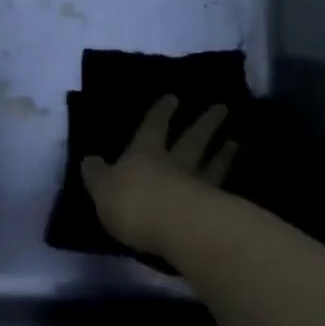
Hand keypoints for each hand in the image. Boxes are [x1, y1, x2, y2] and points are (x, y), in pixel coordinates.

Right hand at [81, 95, 237, 261]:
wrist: (178, 228)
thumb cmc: (134, 203)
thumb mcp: (102, 189)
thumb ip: (97, 175)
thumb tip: (89, 160)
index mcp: (144, 153)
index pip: (153, 126)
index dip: (161, 112)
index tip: (173, 97)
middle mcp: (174, 163)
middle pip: (191, 139)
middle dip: (204, 123)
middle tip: (221, 108)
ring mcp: (197, 184)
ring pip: (210, 162)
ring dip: (222, 152)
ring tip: (234, 141)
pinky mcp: (214, 209)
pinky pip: (222, 189)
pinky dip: (228, 179)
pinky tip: (235, 180)